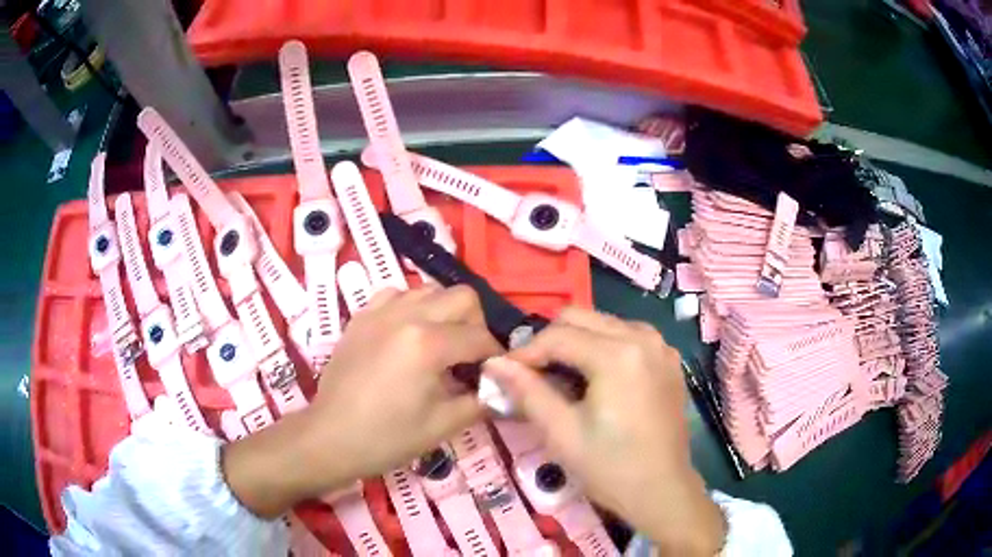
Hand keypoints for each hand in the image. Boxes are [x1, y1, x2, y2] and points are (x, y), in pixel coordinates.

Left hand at [222, 285, 502, 517]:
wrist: (331, 437)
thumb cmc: (388, 438)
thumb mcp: (443, 425)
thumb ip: (481, 400)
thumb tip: (501, 387)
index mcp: (427, 344)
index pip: (480, 337)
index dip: (496, 355)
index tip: (495, 373)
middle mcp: (406, 315)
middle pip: (462, 296)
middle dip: (475, 324)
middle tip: (468, 355)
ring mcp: (379, 311)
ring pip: (429, 290)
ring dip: (444, 313)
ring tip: (439, 344)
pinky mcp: (361, 316)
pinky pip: (396, 295)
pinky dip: (411, 308)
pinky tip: (406, 335)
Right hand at [483, 307, 725, 554]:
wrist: (662, 490)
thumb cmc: (609, 467)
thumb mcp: (561, 432)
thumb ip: (527, 391)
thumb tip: (493, 362)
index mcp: (618, 354)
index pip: (557, 335)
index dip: (525, 352)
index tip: (505, 373)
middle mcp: (643, 337)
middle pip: (580, 317)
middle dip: (550, 340)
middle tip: (532, 374)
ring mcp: (660, 346)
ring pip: (603, 323)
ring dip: (576, 341)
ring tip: (561, 376)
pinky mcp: (668, 359)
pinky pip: (627, 336)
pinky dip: (603, 347)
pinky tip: (595, 378)